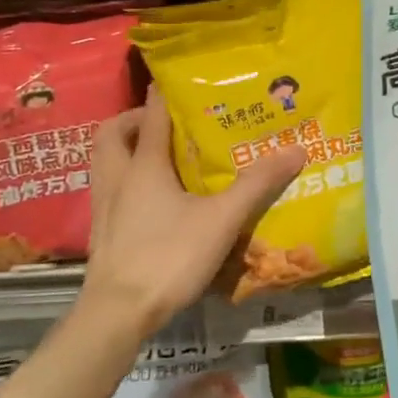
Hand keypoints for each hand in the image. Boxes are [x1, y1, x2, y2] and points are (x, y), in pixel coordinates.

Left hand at [80, 89, 305, 340]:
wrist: (117, 315)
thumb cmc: (168, 256)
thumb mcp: (222, 219)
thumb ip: (257, 184)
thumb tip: (296, 150)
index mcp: (143, 165)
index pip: (151, 115)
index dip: (164, 94)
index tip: (179, 82)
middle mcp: (117, 178)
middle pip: (112, 134)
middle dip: (133, 120)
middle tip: (164, 124)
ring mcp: (103, 206)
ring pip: (104, 162)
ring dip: (125, 150)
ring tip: (158, 157)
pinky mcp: (101, 233)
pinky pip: (108, 190)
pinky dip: (125, 181)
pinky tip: (151, 201)